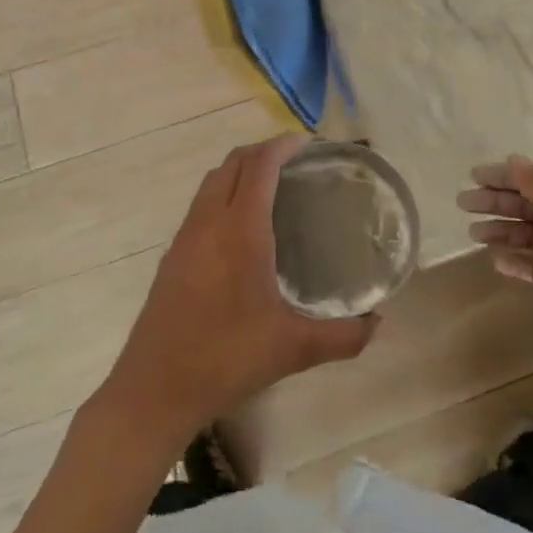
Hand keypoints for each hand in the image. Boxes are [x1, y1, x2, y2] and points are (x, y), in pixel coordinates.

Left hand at [98, 135, 377, 452]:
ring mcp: (185, 237)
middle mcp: (209, 222)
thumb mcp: (293, 350)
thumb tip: (378, 323)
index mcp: (240, 231)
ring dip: (239, 170)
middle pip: (232, 163)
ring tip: (271, 186)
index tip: (308, 143)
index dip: (282, 145)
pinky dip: (223, 193)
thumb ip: (343, 336)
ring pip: (212, 181)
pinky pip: (201, 204)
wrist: (154, 389)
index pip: (259, 166)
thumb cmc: (226, 360)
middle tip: (295, 161)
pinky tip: (240, 226)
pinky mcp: (172, 255)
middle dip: (262, 151)